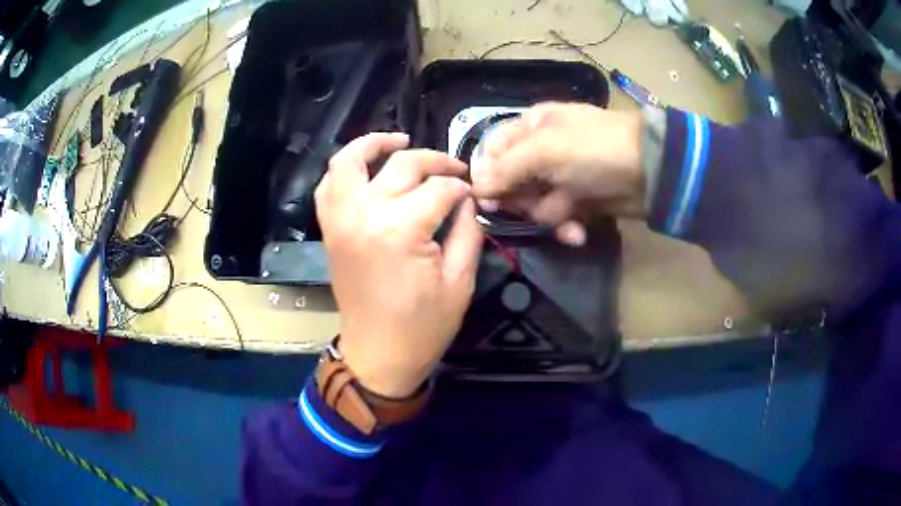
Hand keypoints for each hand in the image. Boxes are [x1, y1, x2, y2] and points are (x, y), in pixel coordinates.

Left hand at [315, 133, 482, 397]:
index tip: (473, 195)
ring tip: (399, 140)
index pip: (440, 189)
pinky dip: (344, 169)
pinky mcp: (331, 229)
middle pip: (402, 165)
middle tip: (454, 170)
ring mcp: (341, 219)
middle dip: (434, 161)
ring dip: (373, 144)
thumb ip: (467, 231)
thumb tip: (466, 200)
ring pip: (349, 161)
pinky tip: (366, 167)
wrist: (378, 355)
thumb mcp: (460, 282)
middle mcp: (365, 214)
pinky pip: (328, 186)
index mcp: (402, 230)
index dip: (462, 189)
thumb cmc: (423, 327)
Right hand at [471, 103, 643, 245]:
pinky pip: (558, 217)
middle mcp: (540, 151)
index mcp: (529, 127)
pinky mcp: (578, 200)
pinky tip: (577, 231)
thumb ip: (506, 169)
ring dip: (549, 216)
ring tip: (568, 216)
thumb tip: (474, 187)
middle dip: (523, 200)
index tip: (486, 200)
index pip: (492, 151)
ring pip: (533, 205)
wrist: (651, 172)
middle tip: (536, 204)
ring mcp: (560, 177)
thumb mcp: (545, 151)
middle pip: (510, 183)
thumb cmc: (594, 149)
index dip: (486, 176)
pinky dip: (566, 226)